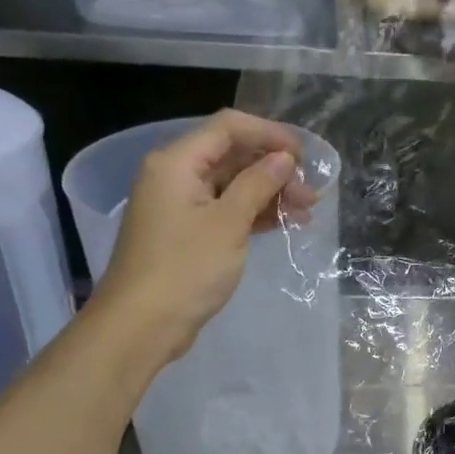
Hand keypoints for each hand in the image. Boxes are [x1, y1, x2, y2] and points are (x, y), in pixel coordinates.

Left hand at [90, 110, 318, 363]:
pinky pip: (227, 208)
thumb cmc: (185, 268)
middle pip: (232, 155)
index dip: (270, 134)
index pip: (228, 128)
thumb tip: (284, 158)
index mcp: (176, 163)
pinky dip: (256, 212)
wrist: (142, 325)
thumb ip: (258, 184)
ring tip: (307, 210)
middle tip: (312, 192)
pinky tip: (286, 223)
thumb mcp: (228, 223)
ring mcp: (181, 205)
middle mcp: (175, 175)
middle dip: (275, 168)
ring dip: (270, 192)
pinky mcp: (188, 231)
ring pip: (233, 184)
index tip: (305, 155)